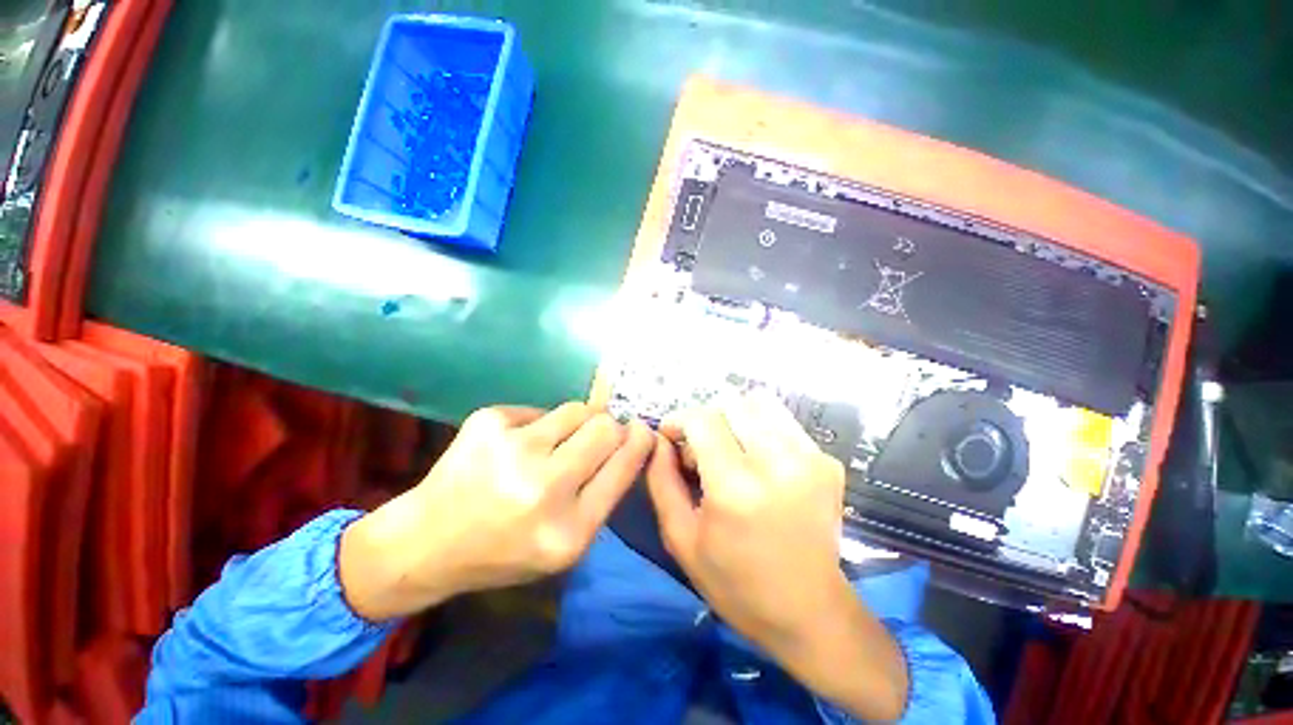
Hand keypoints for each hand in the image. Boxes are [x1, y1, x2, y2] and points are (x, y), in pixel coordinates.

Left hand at [340, 403, 652, 620]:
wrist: (425, 542)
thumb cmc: (504, 551)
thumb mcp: (565, 546)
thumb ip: (602, 495)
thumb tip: (628, 441)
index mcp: (567, 531)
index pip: (623, 466)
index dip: (638, 441)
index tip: (642, 430)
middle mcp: (542, 487)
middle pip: (604, 428)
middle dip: (609, 428)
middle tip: (596, 437)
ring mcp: (511, 449)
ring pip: (576, 409)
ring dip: (575, 424)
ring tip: (552, 444)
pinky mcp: (487, 422)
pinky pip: (539, 410)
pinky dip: (537, 426)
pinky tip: (513, 448)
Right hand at [646, 392, 907, 720]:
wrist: (810, 612)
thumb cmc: (736, 582)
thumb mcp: (681, 538)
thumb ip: (661, 479)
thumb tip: (657, 438)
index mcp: (736, 488)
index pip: (702, 419)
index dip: (679, 419)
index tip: (671, 436)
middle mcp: (777, 464)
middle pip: (731, 403)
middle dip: (707, 418)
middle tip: (701, 448)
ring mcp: (810, 459)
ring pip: (760, 403)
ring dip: (735, 418)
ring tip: (729, 448)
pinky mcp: (828, 461)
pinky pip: (782, 421)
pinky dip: (761, 428)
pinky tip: (757, 459)